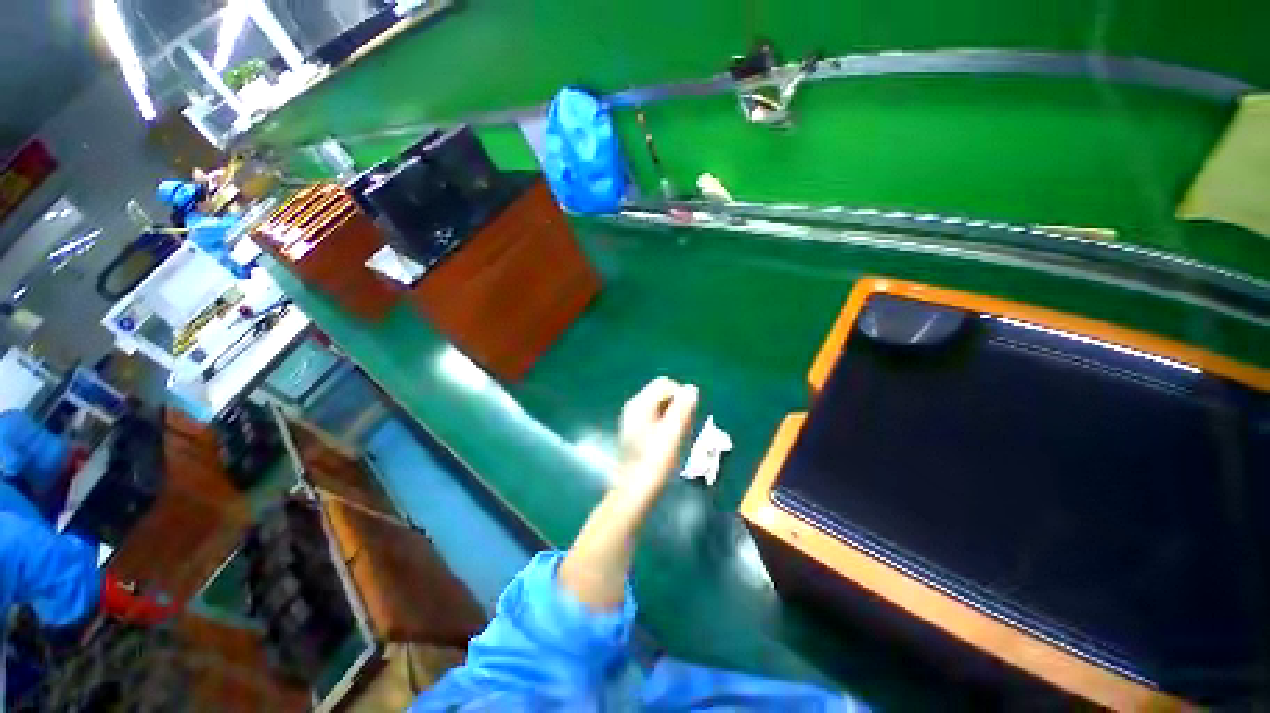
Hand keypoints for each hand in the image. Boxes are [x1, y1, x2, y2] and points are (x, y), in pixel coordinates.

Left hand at [617, 377, 698, 493]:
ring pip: (659, 405)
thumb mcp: (672, 433)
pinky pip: (654, 416)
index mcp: (640, 404)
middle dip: (677, 405)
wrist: (634, 489)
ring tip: (677, 436)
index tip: (688, 416)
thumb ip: (682, 408)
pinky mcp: (635, 429)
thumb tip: (691, 388)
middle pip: (661, 393)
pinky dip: (665, 423)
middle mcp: (633, 406)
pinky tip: (668, 441)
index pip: (665, 383)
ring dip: (673, 415)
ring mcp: (632, 418)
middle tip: (683, 428)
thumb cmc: (654, 462)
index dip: (680, 395)